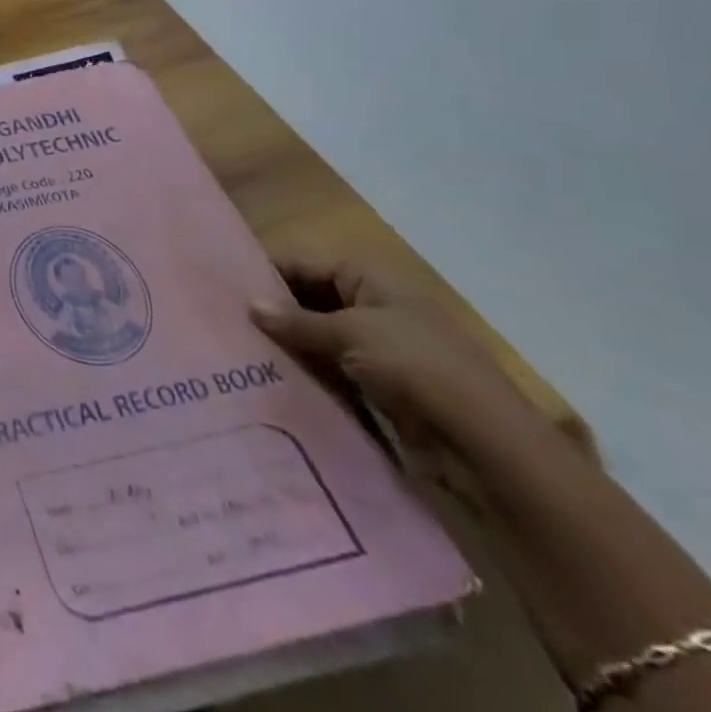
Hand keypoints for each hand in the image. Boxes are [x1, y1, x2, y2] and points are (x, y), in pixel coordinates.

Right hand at [251, 258, 554, 461]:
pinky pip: (331, 373)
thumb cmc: (417, 367)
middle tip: (223, 321)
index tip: (224, 285)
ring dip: (287, 346)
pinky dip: (306, 375)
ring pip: (318, 339)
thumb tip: (249, 304)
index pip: (306, 265)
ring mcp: (379, 350)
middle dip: (273, 312)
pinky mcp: (380, 389)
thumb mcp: (351, 333)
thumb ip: (297, 320)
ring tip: (236, 352)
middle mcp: (374, 308)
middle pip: (310, 300)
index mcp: (371, 280)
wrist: (487, 446)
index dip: (268, 273)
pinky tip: (269, 380)